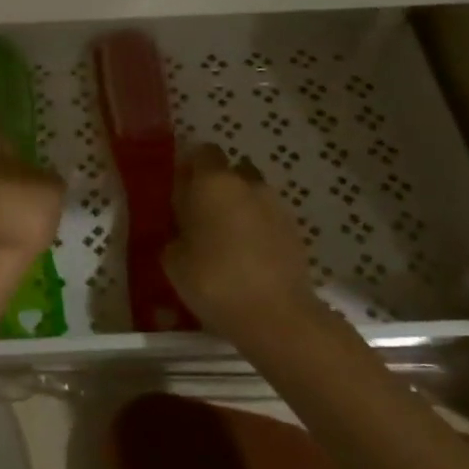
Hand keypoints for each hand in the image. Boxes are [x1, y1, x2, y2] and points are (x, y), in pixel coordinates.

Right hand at [163, 144, 320, 339]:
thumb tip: (182, 230)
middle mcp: (248, 184)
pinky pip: (268, 220)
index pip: (202, 152)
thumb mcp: (173, 260)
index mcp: (213, 182)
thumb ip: (175, 234)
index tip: (179, 191)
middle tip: (200, 217)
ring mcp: (276, 206)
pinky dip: (257, 230)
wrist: (275, 315)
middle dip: (216, 188)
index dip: (190, 168)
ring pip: (252, 196)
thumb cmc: (214, 280)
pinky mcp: (295, 231)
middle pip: (230, 172)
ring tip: (225, 242)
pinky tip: (247, 258)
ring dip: (239, 209)